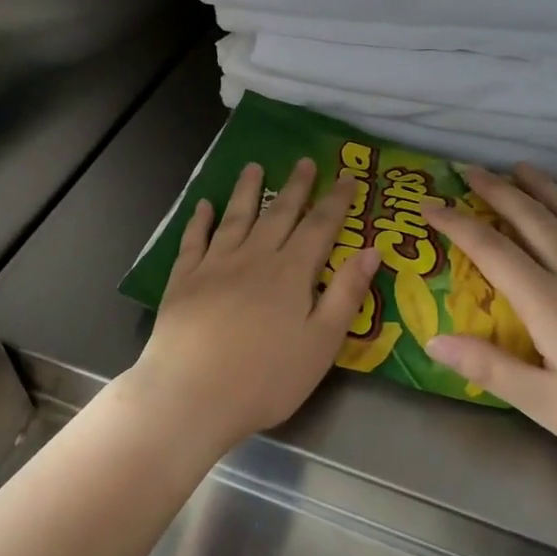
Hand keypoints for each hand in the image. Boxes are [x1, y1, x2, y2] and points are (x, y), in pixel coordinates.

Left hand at [133, 158, 380, 453]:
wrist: (192, 394)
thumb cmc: (266, 378)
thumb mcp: (322, 343)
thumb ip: (347, 294)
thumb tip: (372, 249)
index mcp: (291, 273)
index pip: (320, 226)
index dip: (336, 201)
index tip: (347, 177)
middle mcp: (254, 257)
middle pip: (279, 214)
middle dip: (296, 186)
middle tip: (304, 161)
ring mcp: (215, 265)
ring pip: (236, 217)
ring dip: (247, 190)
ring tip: (255, 167)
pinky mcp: (184, 279)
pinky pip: (194, 240)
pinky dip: (200, 220)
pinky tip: (204, 206)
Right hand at [424, 164, 556, 488]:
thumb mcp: (548, 406)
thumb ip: (490, 368)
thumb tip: (432, 339)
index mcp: (553, 305)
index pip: (493, 250)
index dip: (456, 223)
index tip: (428, 204)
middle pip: (534, 219)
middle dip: (498, 190)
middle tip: (469, 168)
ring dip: (543, 189)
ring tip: (522, 168)